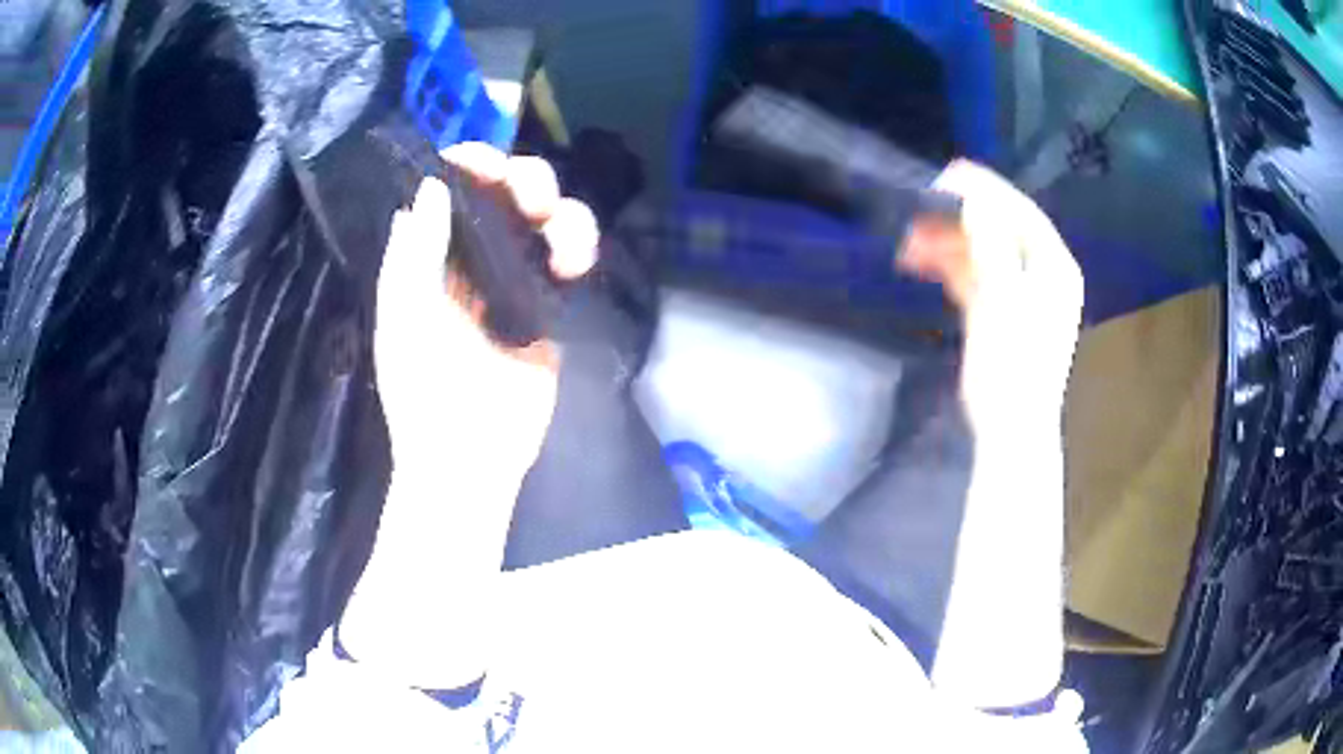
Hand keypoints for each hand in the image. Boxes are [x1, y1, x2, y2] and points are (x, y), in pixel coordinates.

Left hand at [376, 143, 598, 497]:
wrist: (470, 457)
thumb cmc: (423, 393)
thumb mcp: (404, 321)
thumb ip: (413, 253)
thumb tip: (430, 185)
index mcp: (429, 257)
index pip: (448, 190)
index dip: (467, 165)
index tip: (486, 163)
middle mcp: (471, 257)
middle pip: (504, 193)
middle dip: (524, 181)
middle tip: (533, 200)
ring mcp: (513, 279)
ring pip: (545, 218)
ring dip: (563, 214)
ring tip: (567, 247)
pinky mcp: (549, 304)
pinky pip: (568, 257)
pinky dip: (577, 247)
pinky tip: (574, 267)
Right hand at [899, 160, 1082, 433]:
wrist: (1010, 432)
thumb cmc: (1013, 369)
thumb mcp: (1002, 302)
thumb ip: (991, 246)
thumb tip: (974, 200)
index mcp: (1053, 266)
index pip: (1020, 211)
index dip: (984, 189)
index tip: (943, 177)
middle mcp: (1042, 273)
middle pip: (1000, 228)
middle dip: (958, 218)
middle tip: (916, 213)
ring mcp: (1021, 293)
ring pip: (984, 251)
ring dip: (948, 243)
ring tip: (908, 242)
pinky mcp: (1001, 312)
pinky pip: (977, 275)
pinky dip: (952, 266)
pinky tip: (924, 262)